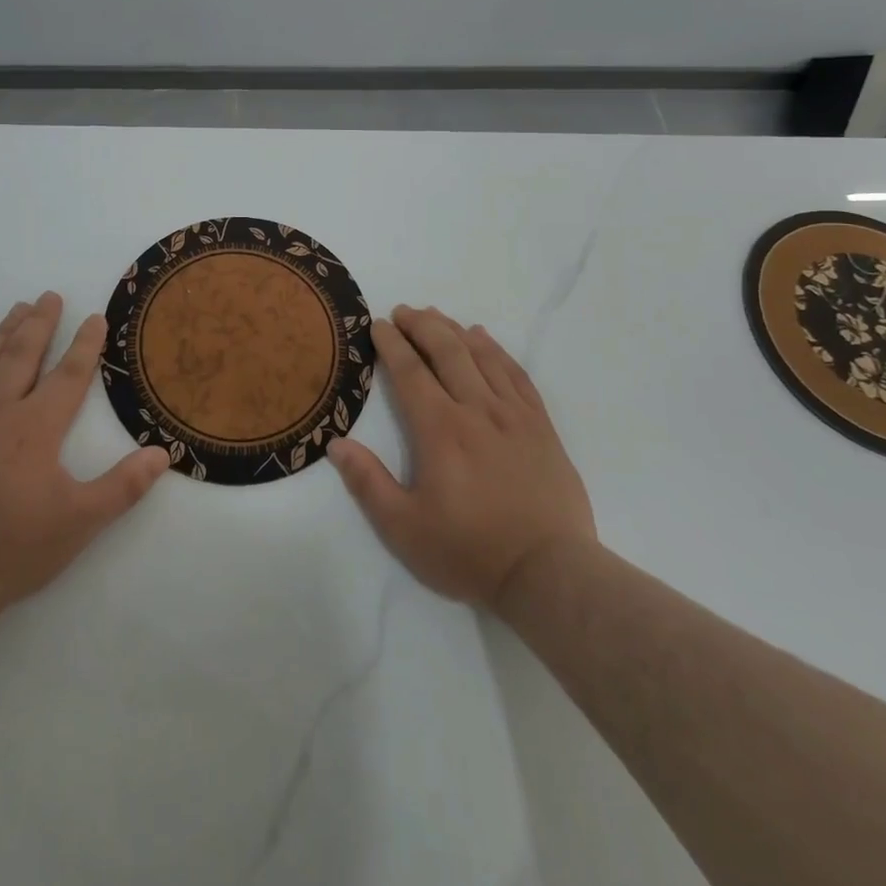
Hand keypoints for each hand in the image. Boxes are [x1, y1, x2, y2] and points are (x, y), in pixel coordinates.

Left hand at [0, 292, 169, 628]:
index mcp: (36, 428)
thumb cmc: (12, 550)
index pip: (69, 374)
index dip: (86, 344)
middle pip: (23, 355)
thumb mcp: (79, 523)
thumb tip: (162, 453)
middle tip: (50, 296)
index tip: (95, 317)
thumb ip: (123, 486)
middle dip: (41, 323)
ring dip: (4, 331)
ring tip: (19, 307)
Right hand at [328, 305, 594, 609]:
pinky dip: (496, 350)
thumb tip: (336, 444)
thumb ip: (368, 482)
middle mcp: (476, 409)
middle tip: (403, 311)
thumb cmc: (470, 551)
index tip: (377, 324)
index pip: (410, 371)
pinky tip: (484, 339)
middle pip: (446, 350)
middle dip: (421, 325)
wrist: (549, 574)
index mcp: (440, 429)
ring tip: (435, 316)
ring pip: (481, 355)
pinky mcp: (541, 425)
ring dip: (454, 330)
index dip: (391, 343)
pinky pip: (516, 373)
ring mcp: (513, 414)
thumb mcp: (404, 528)